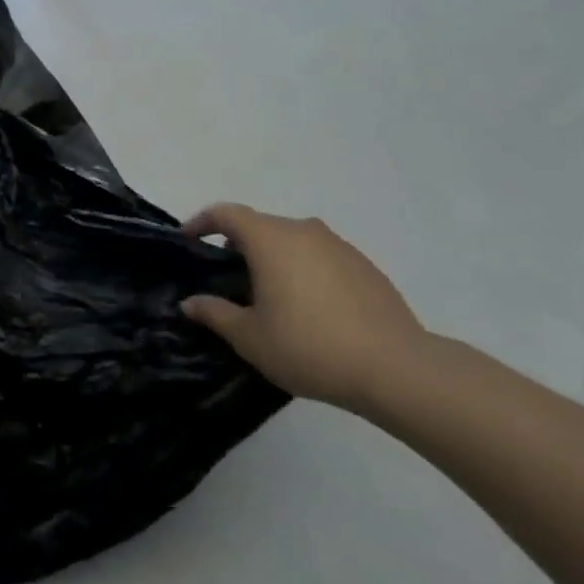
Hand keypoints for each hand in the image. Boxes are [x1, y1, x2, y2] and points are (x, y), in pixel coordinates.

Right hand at [181, 204, 427, 410]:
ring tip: (268, 295)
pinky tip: (308, 308)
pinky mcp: (365, 267)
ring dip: (273, 258)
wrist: (396, 369)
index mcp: (270, 239)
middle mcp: (304, 231)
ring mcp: (339, 246)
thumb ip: (215, 314)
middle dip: (238, 244)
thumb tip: (189, 302)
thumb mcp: (250, 338)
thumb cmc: (309, 346)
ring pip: (293, 241)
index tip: (188, 239)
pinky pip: (320, 257)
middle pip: (260, 226)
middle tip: (226, 278)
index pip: (226, 214)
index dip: (202, 222)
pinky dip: (303, 270)